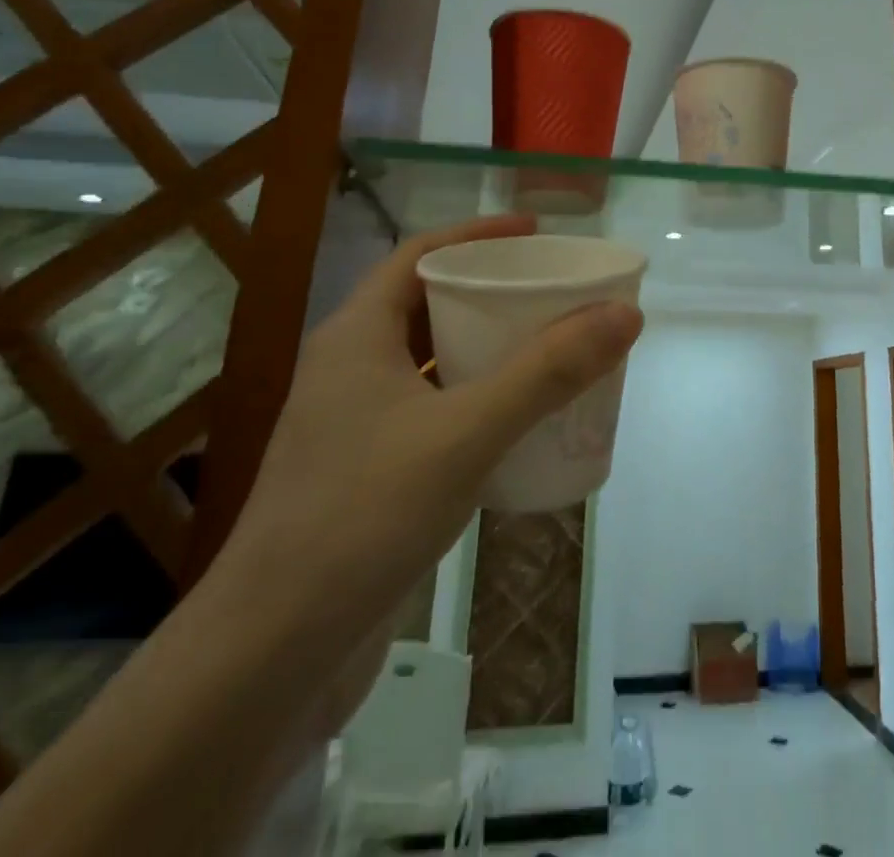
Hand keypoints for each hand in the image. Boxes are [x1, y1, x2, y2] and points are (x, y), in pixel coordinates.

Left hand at [217, 214, 643, 727]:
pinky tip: (517, 421)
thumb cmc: (362, 517)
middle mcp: (350, 367)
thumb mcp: (467, 432)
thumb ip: (548, 371)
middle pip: (429, 303)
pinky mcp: (367, 472)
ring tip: (549, 347)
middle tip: (555, 292)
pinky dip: (476, 399)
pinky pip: (432, 409)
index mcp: (356, 335)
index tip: (537, 235)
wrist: (268, 658)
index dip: (479, 235)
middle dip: (492, 291)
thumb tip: (625, 313)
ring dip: (487, 347)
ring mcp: (354, 423)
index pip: (420, 253)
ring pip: (432, 360)